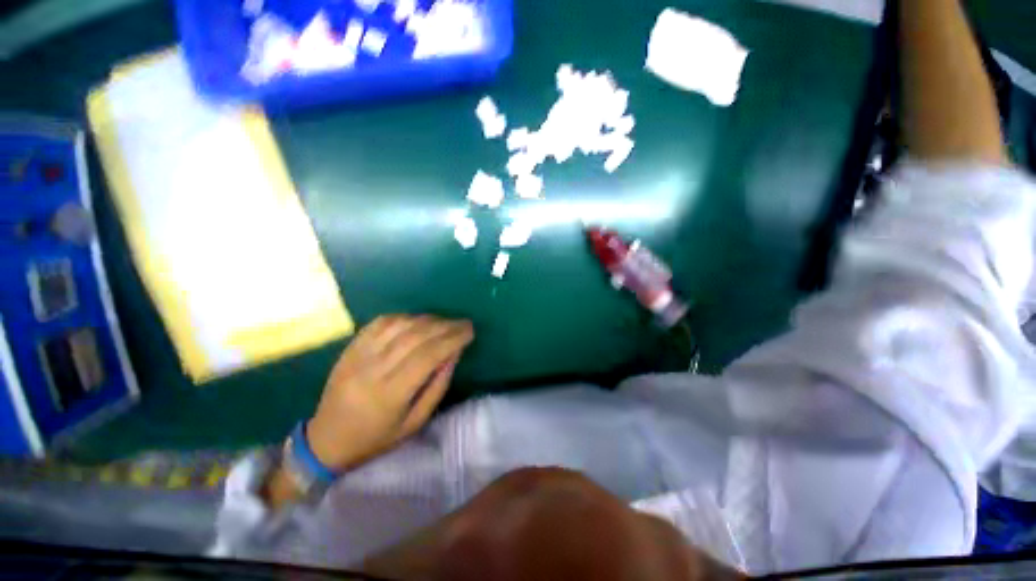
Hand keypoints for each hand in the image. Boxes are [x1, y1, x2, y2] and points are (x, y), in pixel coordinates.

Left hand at [306, 315, 474, 471]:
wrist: (326, 440)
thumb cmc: (376, 438)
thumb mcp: (414, 423)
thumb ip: (437, 386)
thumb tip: (454, 353)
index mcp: (390, 394)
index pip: (428, 356)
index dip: (452, 339)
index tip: (470, 331)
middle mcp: (372, 369)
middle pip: (415, 336)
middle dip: (445, 325)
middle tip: (464, 323)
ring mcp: (358, 355)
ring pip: (399, 325)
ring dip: (427, 319)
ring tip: (444, 322)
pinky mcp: (350, 348)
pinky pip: (380, 322)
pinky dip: (404, 317)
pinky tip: (417, 321)